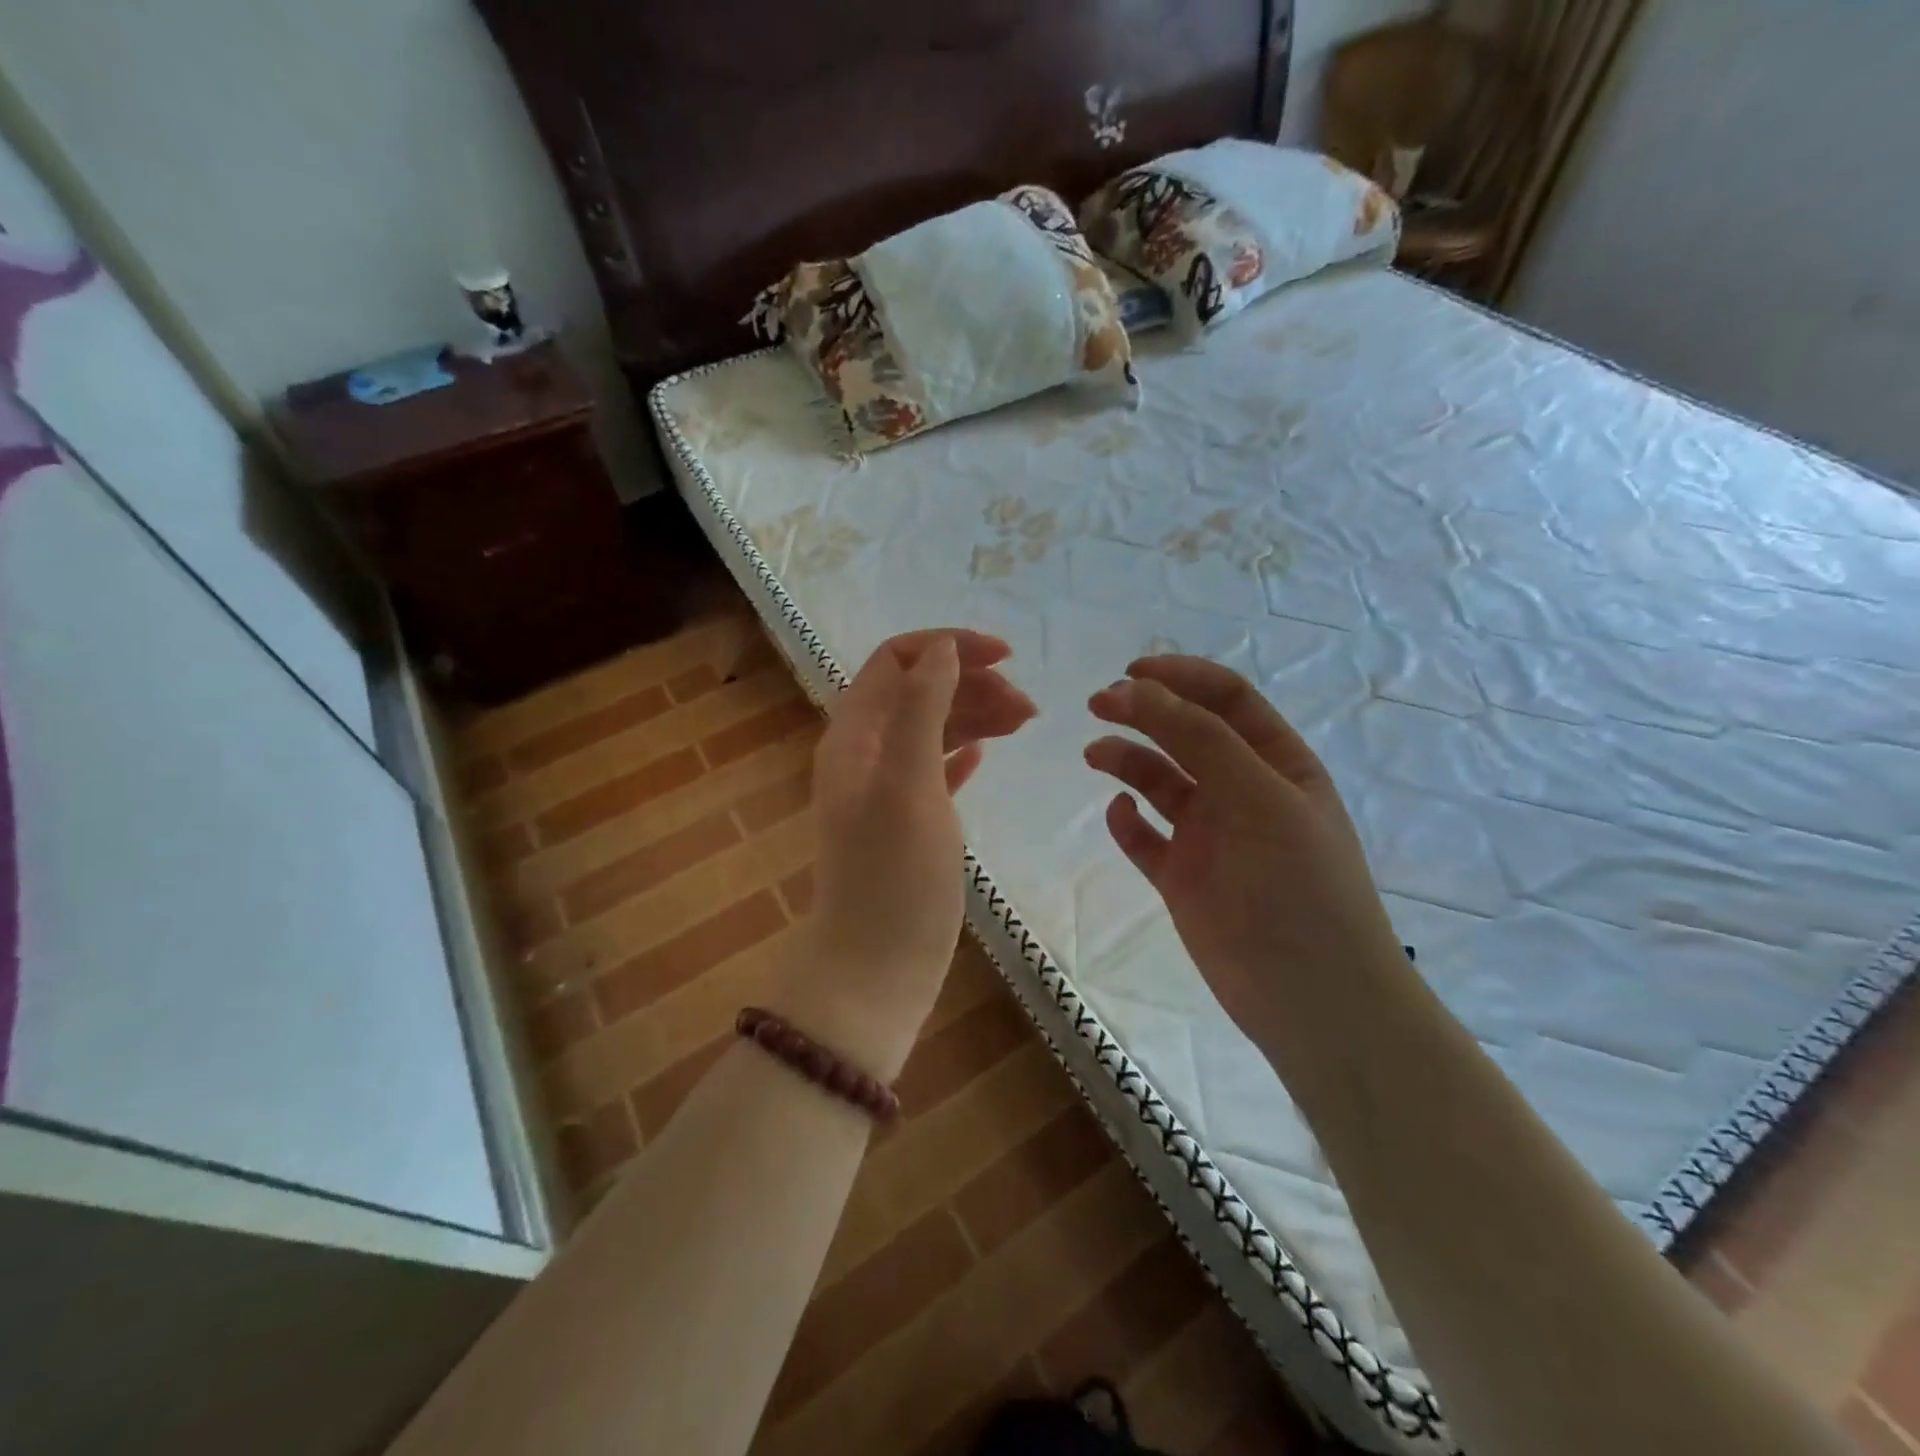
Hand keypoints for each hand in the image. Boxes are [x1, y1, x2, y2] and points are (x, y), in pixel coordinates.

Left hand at [788, 630, 1034, 1077]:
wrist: (875, 969)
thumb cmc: (894, 875)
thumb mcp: (909, 783)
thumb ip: (922, 709)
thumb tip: (942, 648)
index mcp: (854, 735)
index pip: (895, 660)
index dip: (947, 646)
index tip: (1005, 657)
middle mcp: (864, 754)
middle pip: (918, 691)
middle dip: (972, 683)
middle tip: (1028, 706)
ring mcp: (884, 790)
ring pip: (932, 728)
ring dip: (976, 715)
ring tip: (1026, 721)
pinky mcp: (906, 822)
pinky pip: (936, 768)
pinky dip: (963, 752)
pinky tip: (989, 754)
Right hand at [1085, 656, 1406, 1048]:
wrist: (1313, 1000)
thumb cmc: (1300, 887)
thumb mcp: (1260, 799)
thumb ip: (1200, 739)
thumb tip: (1136, 689)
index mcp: (1277, 764)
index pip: (1227, 700)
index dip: (1181, 678)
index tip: (1132, 672)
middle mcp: (1242, 792)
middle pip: (1186, 734)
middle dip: (1145, 712)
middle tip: (1099, 703)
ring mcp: (1210, 836)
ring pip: (1160, 782)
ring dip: (1127, 760)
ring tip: (1095, 754)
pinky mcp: (1182, 877)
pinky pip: (1145, 837)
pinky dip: (1127, 821)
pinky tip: (1119, 814)